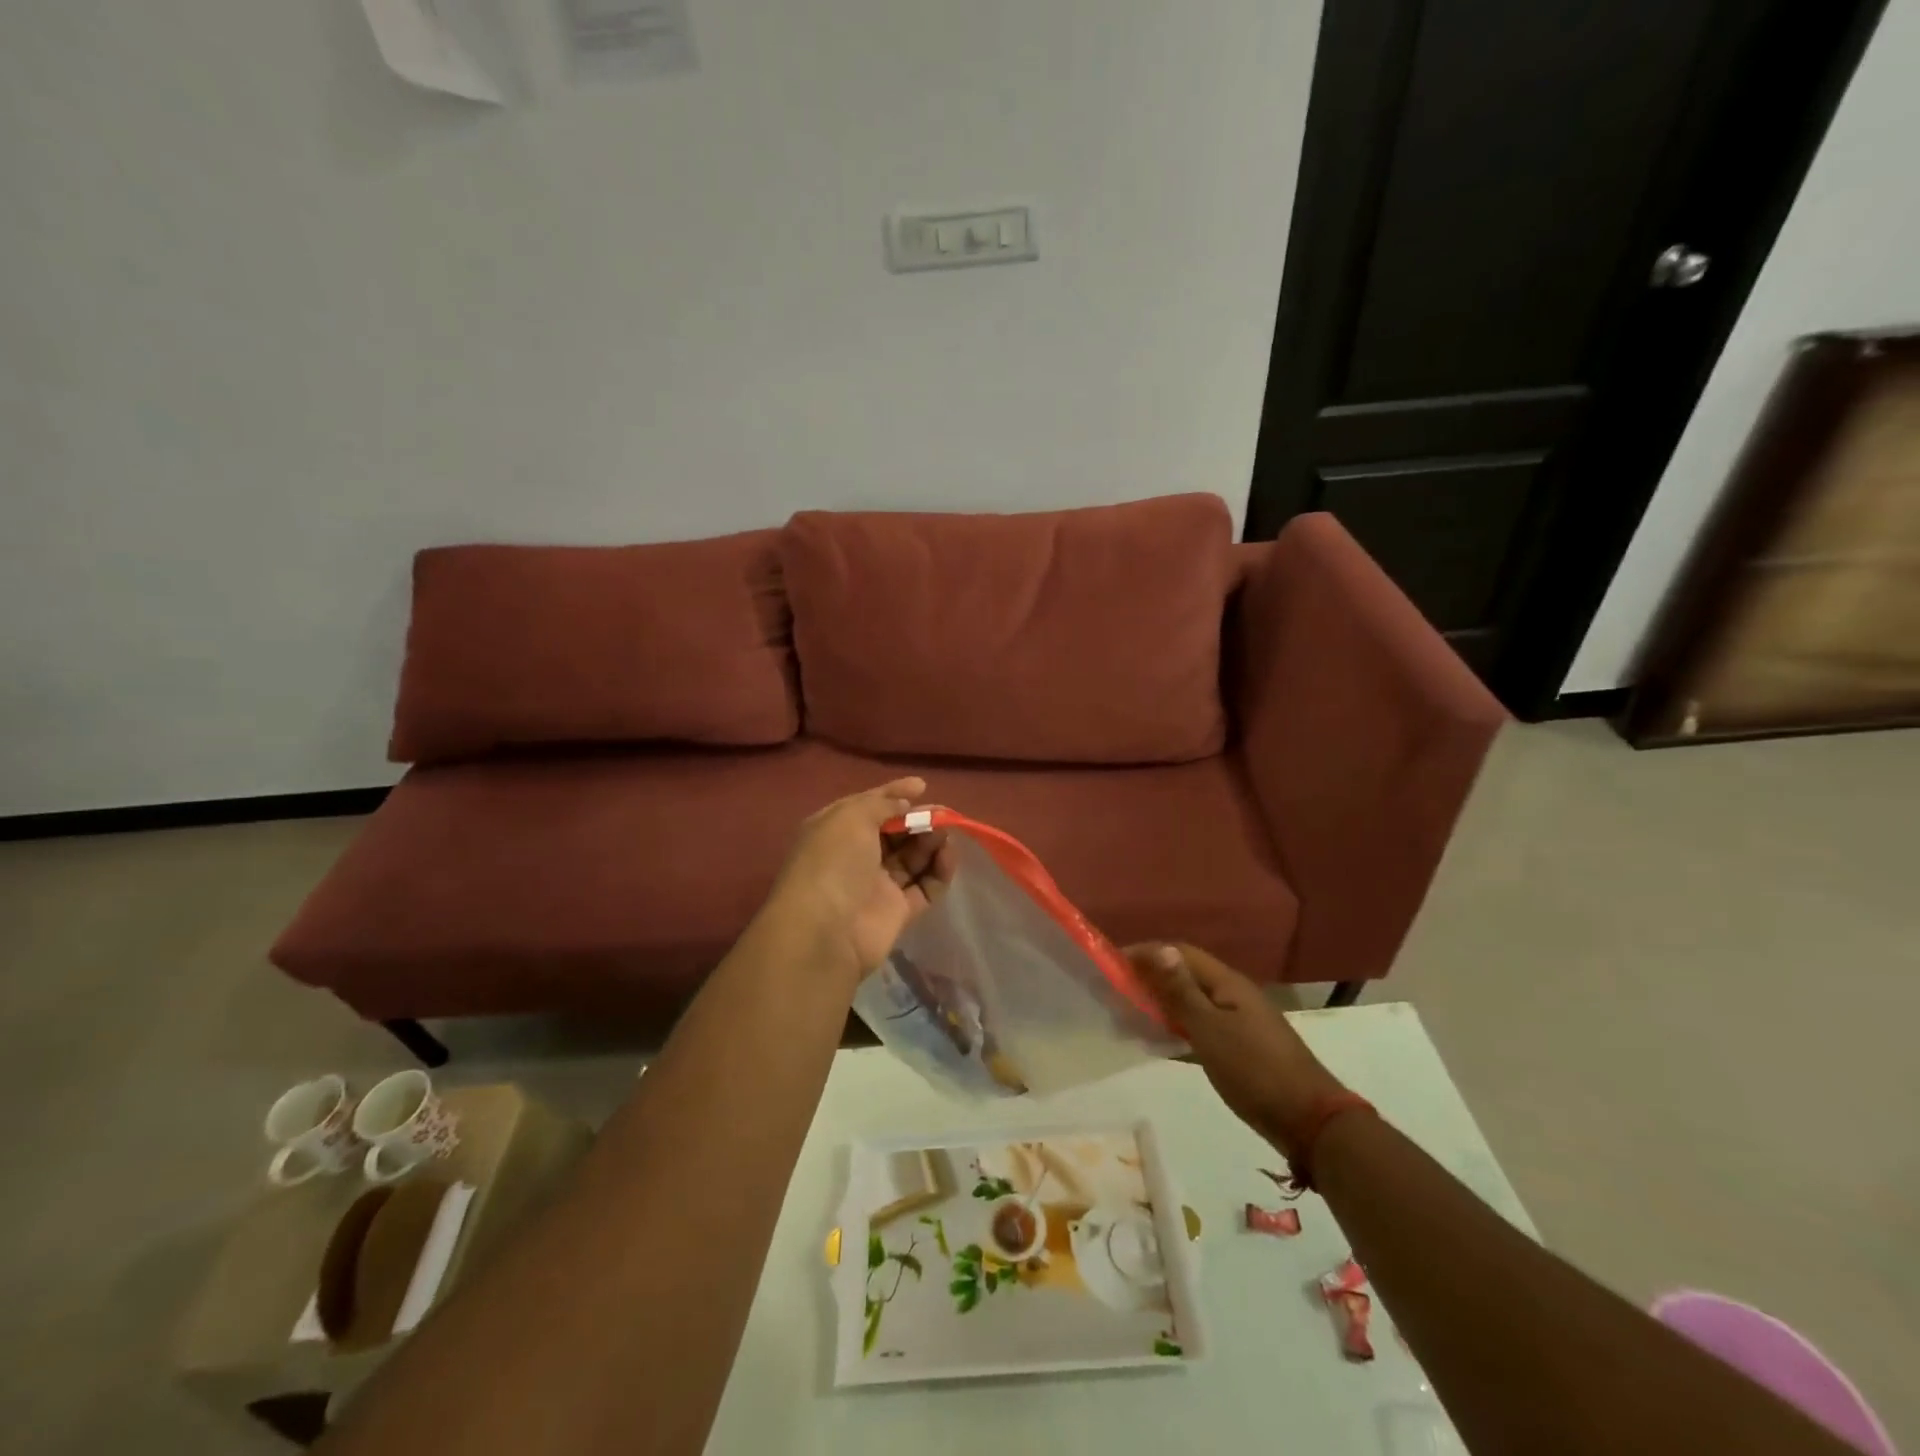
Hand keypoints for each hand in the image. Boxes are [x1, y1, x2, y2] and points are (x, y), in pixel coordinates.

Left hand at [763, 778, 953, 986]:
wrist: (825, 932)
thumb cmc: (833, 862)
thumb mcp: (851, 817)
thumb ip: (882, 804)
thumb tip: (906, 803)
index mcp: (835, 830)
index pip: (869, 806)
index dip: (894, 794)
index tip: (922, 786)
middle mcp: (854, 856)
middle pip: (894, 832)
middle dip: (918, 820)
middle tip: (942, 815)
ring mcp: (876, 885)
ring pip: (912, 857)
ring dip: (931, 842)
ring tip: (946, 834)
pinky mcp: (897, 912)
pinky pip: (924, 886)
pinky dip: (939, 871)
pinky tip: (949, 857)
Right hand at [1127, 943, 1346, 1150]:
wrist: (1309, 1121)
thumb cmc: (1255, 1070)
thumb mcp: (1210, 1030)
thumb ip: (1181, 991)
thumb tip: (1158, 948)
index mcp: (1227, 983)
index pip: (1180, 953)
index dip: (1146, 953)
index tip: (1113, 964)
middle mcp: (1233, 995)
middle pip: (1185, 975)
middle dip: (1150, 978)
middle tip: (1116, 991)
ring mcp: (1239, 1022)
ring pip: (1192, 1002)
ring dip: (1161, 1004)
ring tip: (1130, 1015)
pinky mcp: (1241, 1048)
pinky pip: (1200, 1027)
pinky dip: (1176, 1028)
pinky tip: (1159, 1042)